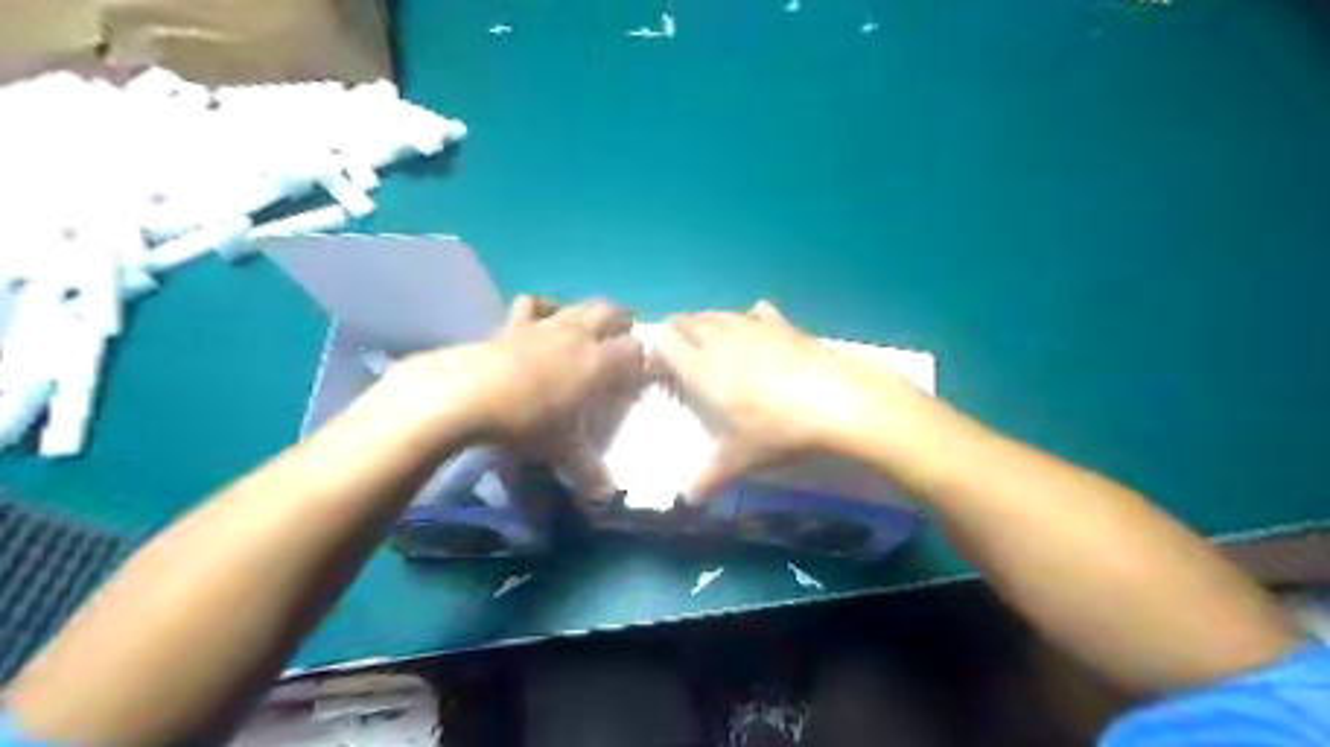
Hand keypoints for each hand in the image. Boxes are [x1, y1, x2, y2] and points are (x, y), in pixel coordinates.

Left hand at [386, 295, 644, 499]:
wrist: (466, 395)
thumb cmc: (526, 422)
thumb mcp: (562, 450)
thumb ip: (588, 471)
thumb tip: (605, 498)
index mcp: (599, 362)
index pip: (634, 350)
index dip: (640, 363)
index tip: (636, 380)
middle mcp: (578, 335)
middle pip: (614, 313)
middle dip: (623, 326)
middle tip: (620, 347)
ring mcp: (545, 324)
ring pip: (579, 305)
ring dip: (591, 313)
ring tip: (589, 331)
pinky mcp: (514, 323)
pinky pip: (535, 303)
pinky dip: (545, 307)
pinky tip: (545, 319)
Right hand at [654, 302, 927, 497]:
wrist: (834, 401)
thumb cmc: (776, 430)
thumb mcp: (739, 459)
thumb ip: (709, 477)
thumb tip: (687, 499)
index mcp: (701, 367)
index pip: (665, 343)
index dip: (657, 353)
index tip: (660, 372)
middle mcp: (721, 340)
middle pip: (688, 321)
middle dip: (678, 333)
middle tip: (679, 355)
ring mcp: (753, 327)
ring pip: (718, 314)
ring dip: (706, 323)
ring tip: (709, 341)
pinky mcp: (783, 324)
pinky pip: (756, 312)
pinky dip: (748, 318)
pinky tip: (754, 329)